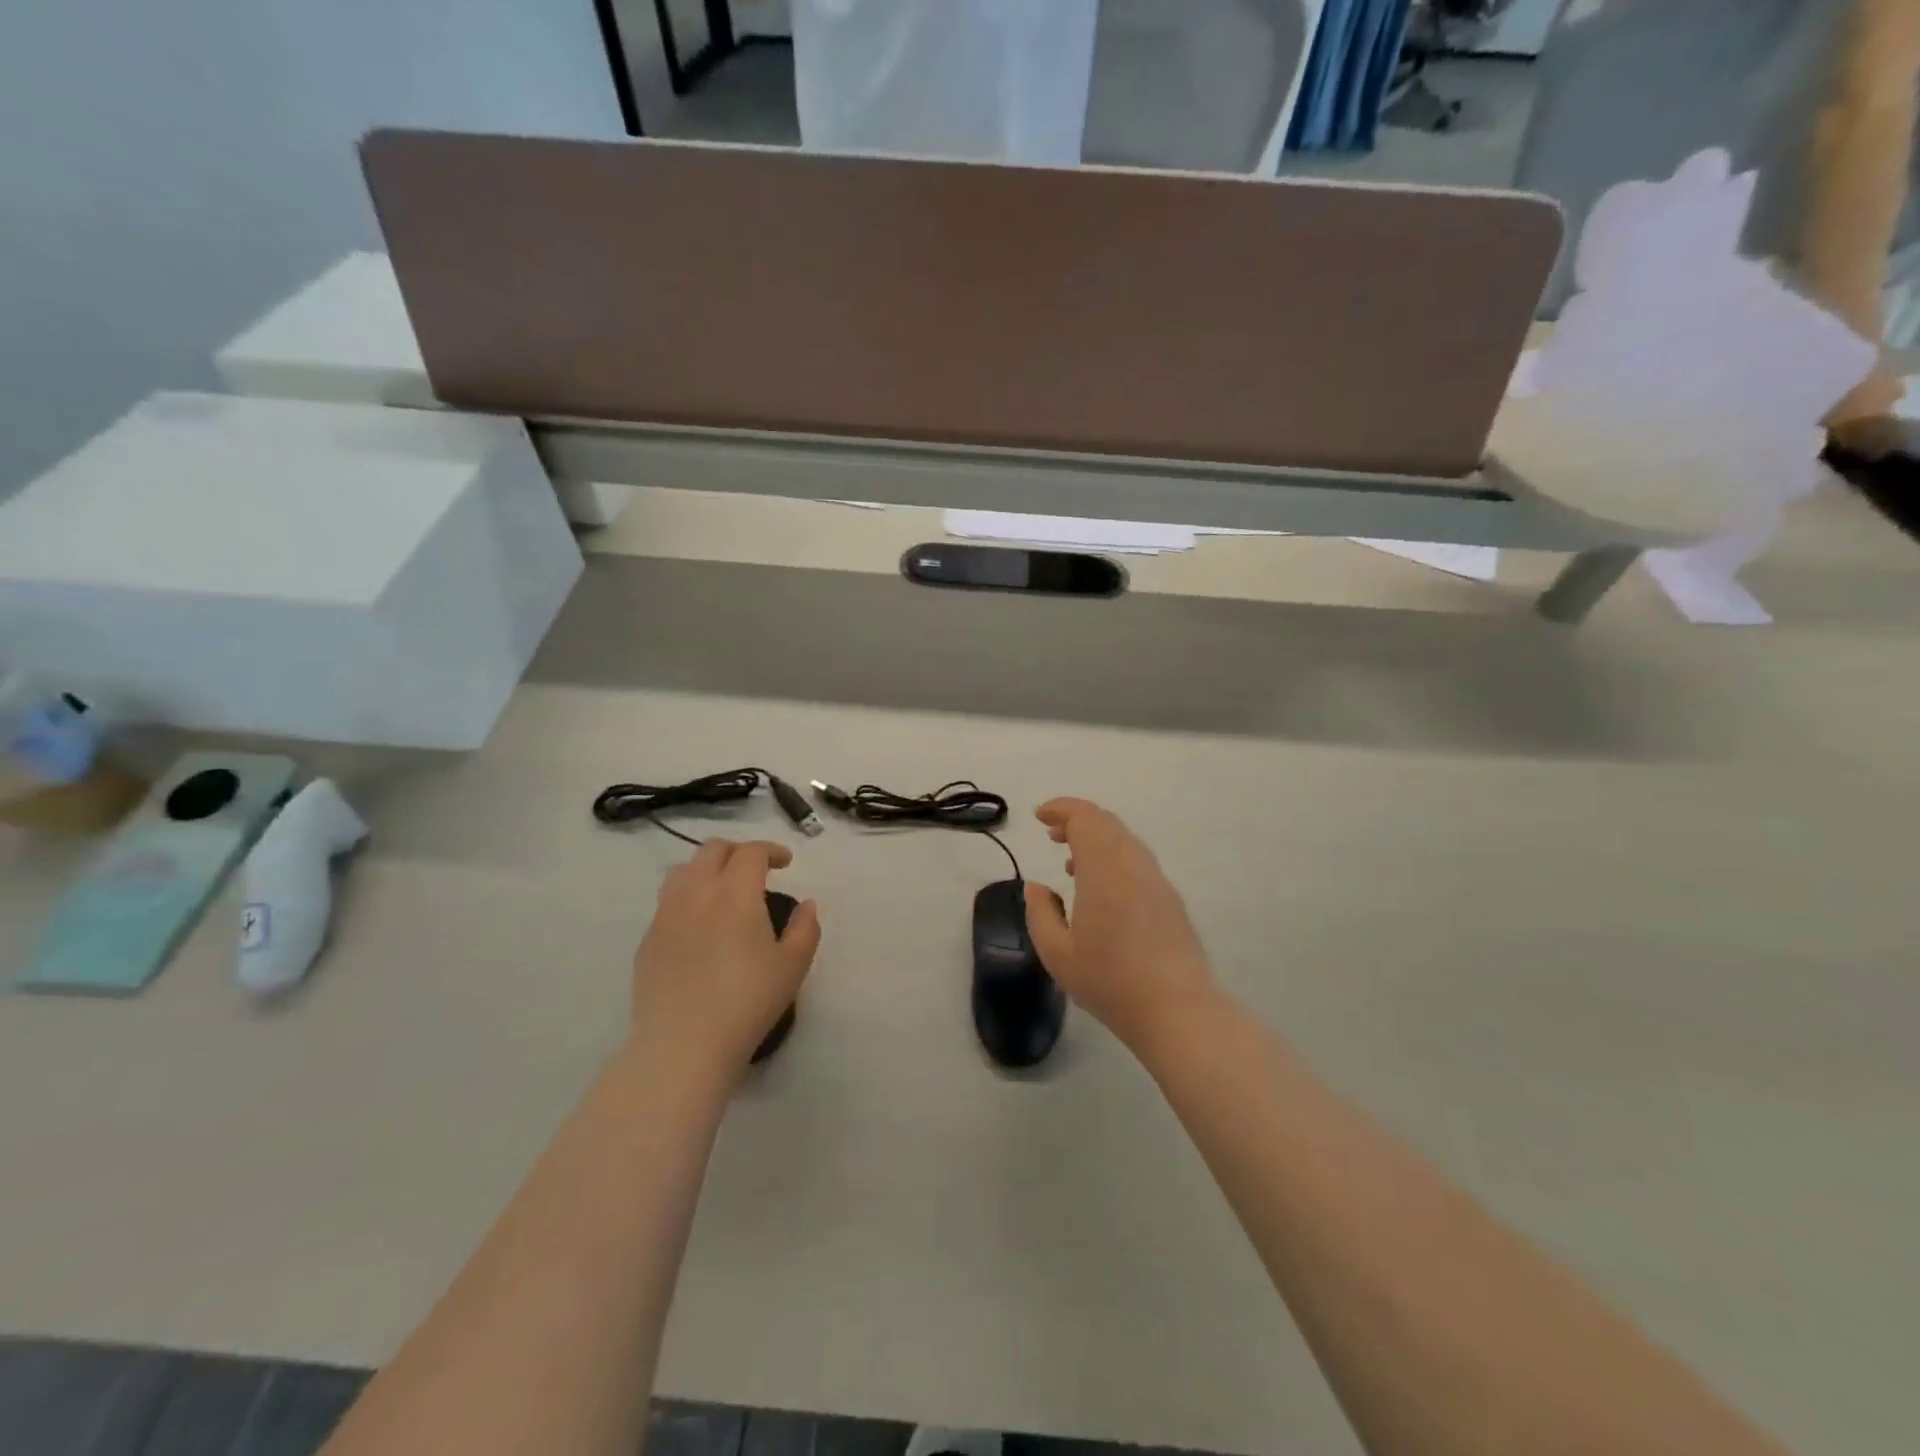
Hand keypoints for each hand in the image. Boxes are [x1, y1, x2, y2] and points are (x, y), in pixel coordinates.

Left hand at [631, 839, 820, 1072]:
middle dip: (738, 851)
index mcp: (735, 893)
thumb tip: (806, 905)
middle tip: (756, 869)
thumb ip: (806, 928)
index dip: (771, 850)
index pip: (751, 852)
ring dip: (707, 868)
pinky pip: (667, 902)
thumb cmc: (747, 1002)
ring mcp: (666, 915)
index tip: (786, 863)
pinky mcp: (648, 940)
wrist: (683, 1045)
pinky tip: (699, 924)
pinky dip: (688, 897)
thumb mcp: (793, 966)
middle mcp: (696, 893)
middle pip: (712, 850)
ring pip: (683, 870)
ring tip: (723, 889)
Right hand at [1023, 798, 1216, 1052]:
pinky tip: (1101, 888)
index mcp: (1105, 871)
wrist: (1177, 1011)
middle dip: (1077, 819)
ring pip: (1125, 839)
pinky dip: (1114, 856)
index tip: (1039, 817)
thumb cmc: (1110, 983)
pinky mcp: (1171, 899)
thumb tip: (1035, 886)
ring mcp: (1157, 880)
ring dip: (1097, 838)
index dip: (1061, 809)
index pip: (1085, 818)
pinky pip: (1138, 860)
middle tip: (1052, 834)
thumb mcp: (1057, 953)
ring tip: (1072, 862)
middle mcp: (1134, 865)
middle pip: (1107, 822)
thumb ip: (1040, 912)